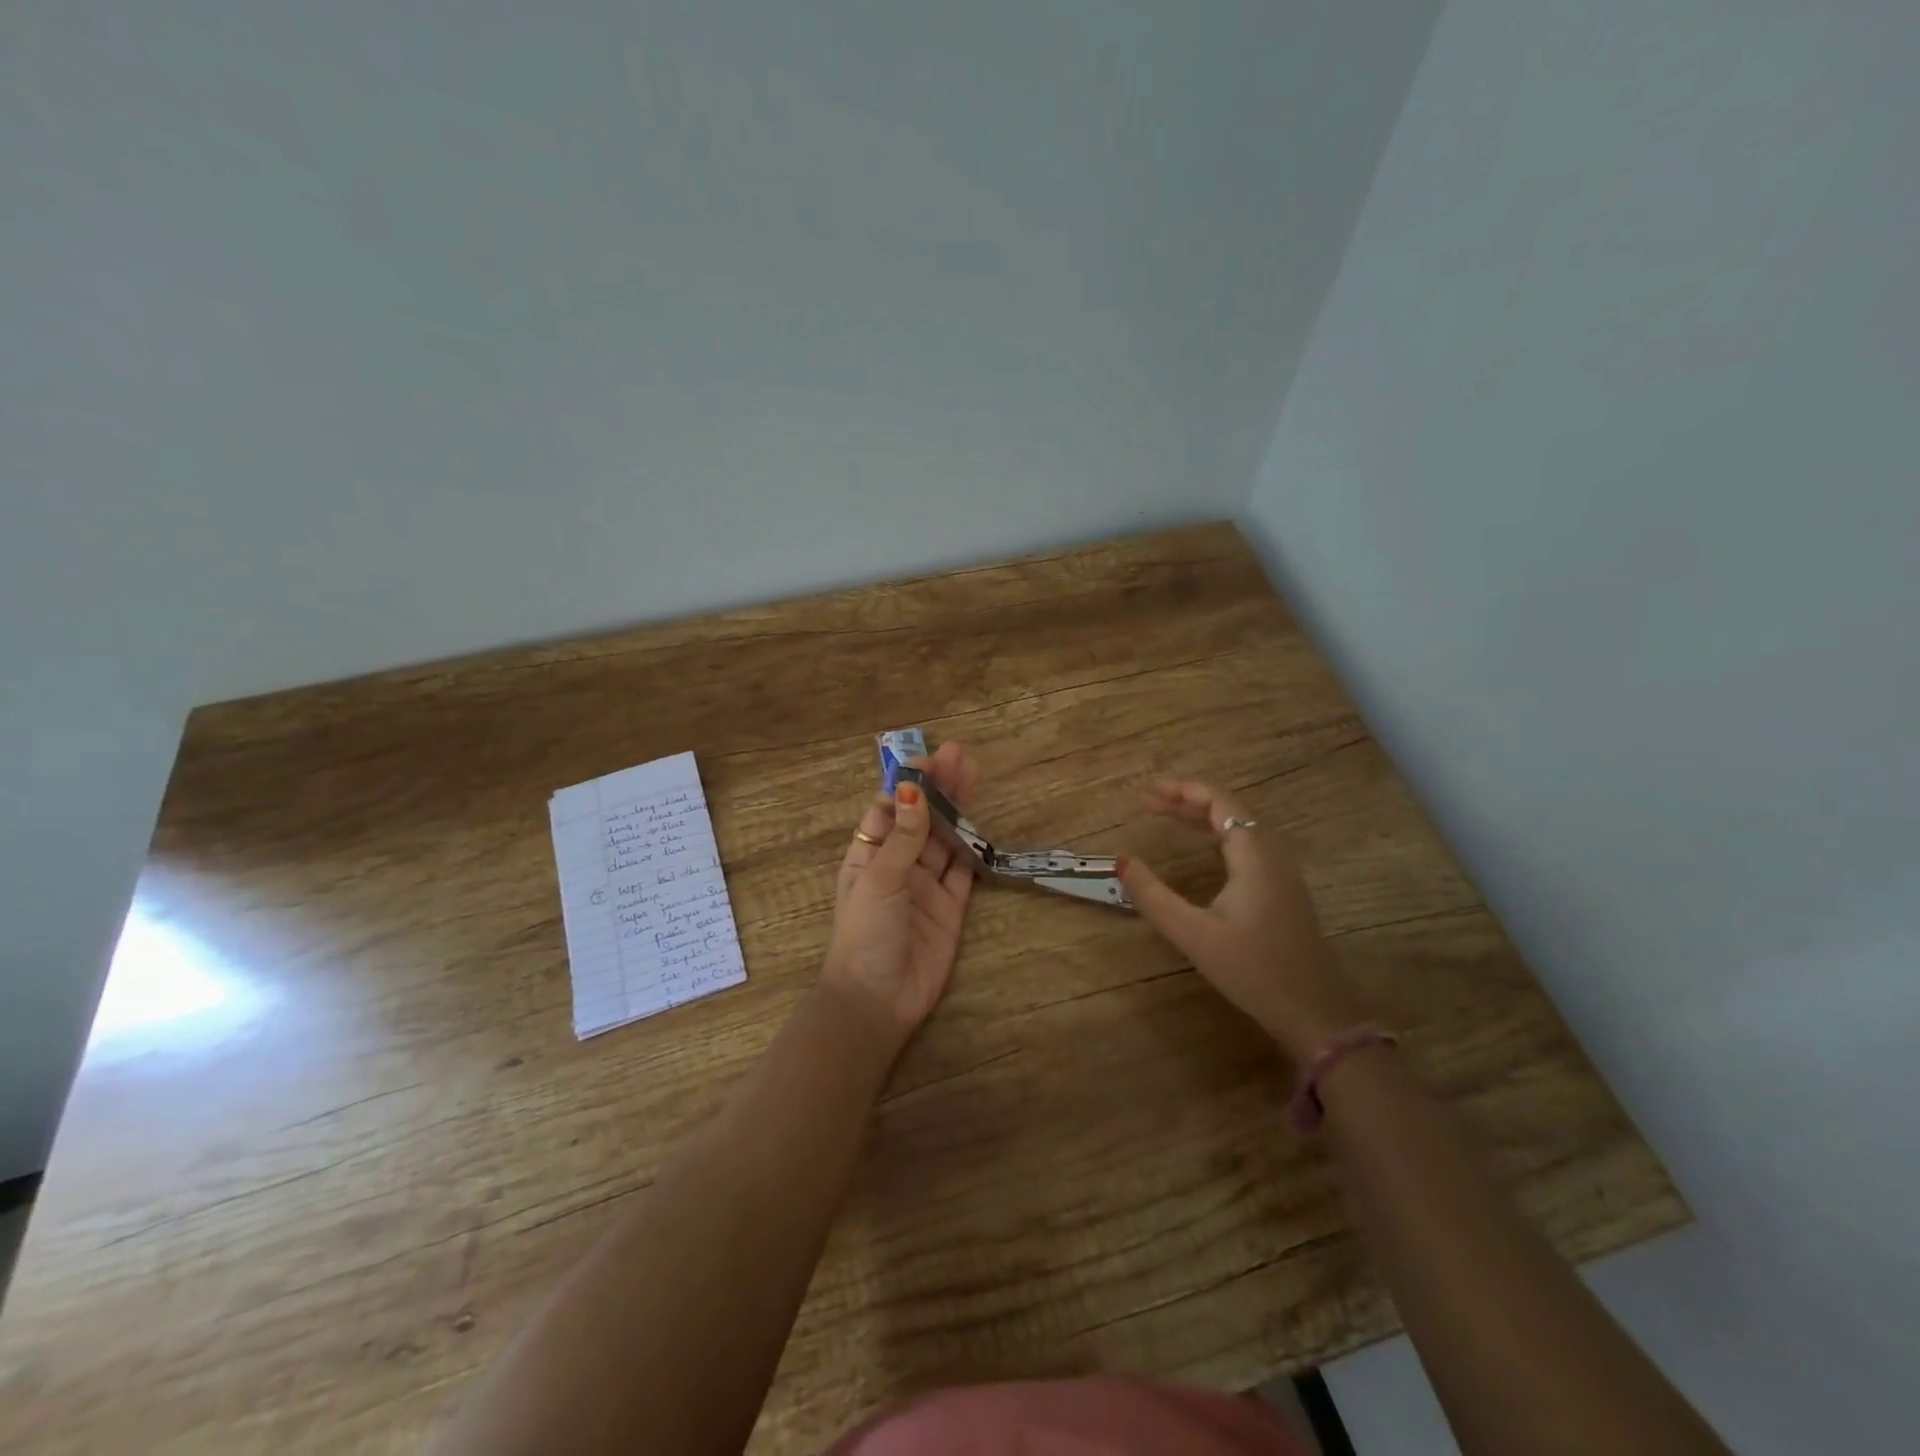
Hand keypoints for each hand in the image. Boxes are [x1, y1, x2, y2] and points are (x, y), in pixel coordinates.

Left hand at [821, 742, 979, 1053]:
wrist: (877, 1000)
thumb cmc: (865, 933)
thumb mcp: (879, 878)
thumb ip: (903, 836)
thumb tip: (913, 788)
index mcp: (869, 854)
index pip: (889, 808)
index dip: (908, 783)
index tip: (928, 758)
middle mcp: (898, 865)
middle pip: (921, 818)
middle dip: (938, 788)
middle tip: (960, 755)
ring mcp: (925, 885)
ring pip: (945, 839)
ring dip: (958, 809)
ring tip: (974, 774)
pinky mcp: (950, 907)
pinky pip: (964, 871)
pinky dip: (973, 848)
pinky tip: (984, 821)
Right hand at [1118, 780, 1368, 1061]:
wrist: (1315, 1012)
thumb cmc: (1254, 970)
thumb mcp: (1194, 935)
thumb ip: (1154, 896)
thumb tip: (1121, 861)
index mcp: (1254, 855)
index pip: (1219, 801)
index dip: (1181, 790)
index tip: (1146, 793)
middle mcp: (1272, 853)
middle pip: (1229, 809)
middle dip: (1186, 801)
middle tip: (1147, 803)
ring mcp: (1281, 871)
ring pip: (1239, 827)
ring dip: (1202, 817)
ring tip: (1165, 817)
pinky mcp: (1283, 889)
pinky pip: (1247, 845)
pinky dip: (1217, 835)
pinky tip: (1200, 848)